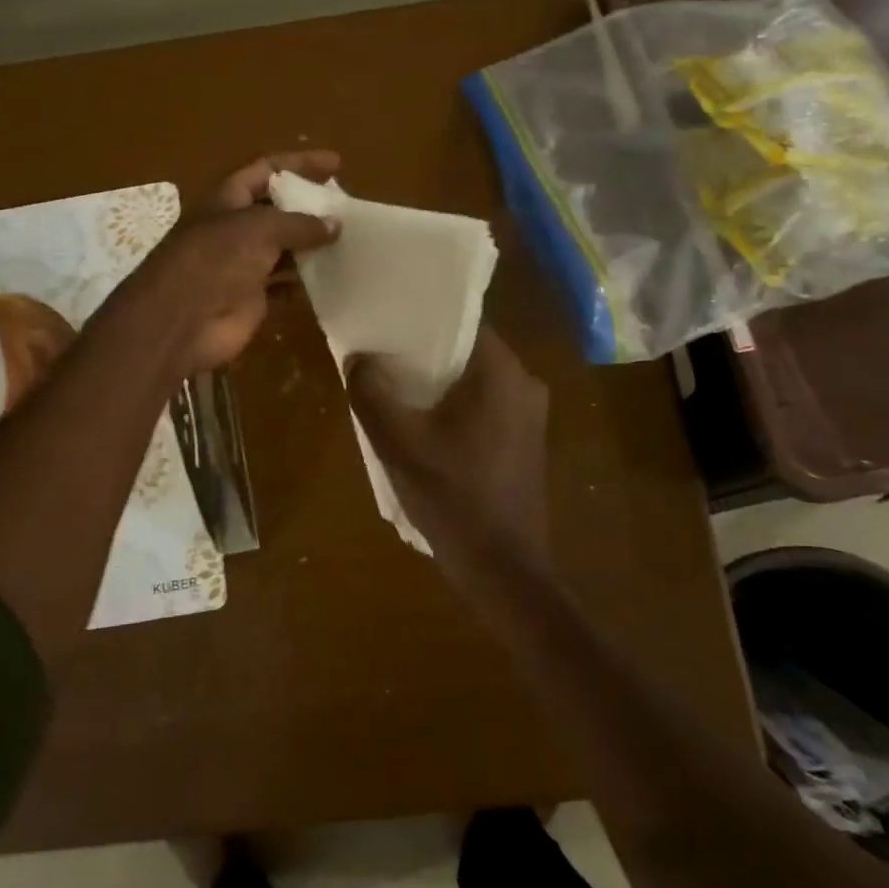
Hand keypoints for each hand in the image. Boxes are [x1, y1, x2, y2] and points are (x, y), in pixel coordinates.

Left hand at [126, 151, 340, 372]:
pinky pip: (285, 287)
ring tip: (350, 244)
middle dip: (310, 208)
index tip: (336, 164)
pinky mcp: (252, 299)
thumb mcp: (260, 229)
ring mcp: (242, 265)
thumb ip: (299, 224)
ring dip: (312, 247)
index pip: (267, 170)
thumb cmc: (215, 260)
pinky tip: (333, 279)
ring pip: (284, 250)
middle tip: (347, 210)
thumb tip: (335, 224)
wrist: (181, 320)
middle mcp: (235, 229)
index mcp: (228, 199)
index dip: (300, 163)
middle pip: (278, 211)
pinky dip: (306, 284)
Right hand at [346, 327, 549, 570]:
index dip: (420, 319)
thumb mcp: (399, 444)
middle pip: (467, 351)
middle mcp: (525, 383)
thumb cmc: (453, 498)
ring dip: (438, 383)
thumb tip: (358, 359)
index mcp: (502, 373)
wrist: (503, 568)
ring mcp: (530, 415)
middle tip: (382, 356)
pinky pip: (485, 406)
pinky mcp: (525, 441)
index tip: (387, 323)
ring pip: (474, 381)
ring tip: (395, 388)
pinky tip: (424, 424)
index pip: (461, 321)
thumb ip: (372, 394)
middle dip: (424, 353)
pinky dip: (455, 406)